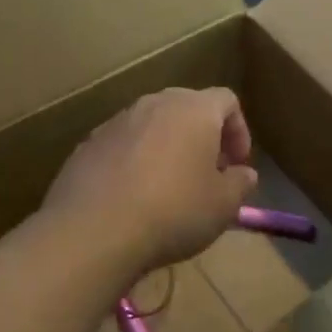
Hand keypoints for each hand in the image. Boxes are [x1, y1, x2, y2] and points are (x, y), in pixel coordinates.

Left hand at [43, 87, 258, 277]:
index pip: (226, 100)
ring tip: (169, 186)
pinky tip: (133, 196)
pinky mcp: (88, 144)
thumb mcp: (223, 205)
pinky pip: (122, 144)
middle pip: (187, 107)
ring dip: (167, 147)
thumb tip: (243, 174)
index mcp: (194, 109)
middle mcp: (155, 103)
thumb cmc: (173, 212)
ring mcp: (117, 121)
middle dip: (202, 136)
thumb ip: (240, 183)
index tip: (236, 164)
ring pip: (152, 124)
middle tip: (207, 173)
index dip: (239, 130)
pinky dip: (134, 161)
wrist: (93, 231)